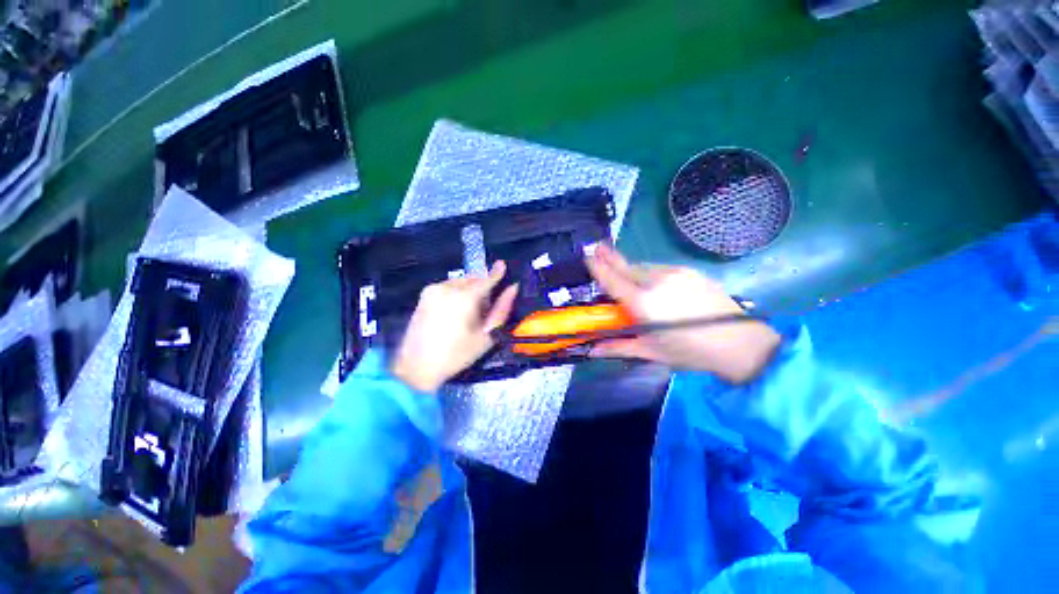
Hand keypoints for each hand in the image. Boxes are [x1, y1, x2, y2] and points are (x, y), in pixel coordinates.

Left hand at [391, 262, 518, 391]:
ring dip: (470, 289)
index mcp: (464, 298)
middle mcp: (448, 287)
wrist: (416, 367)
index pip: (486, 279)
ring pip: (461, 281)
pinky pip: (449, 286)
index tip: (503, 264)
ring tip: (469, 311)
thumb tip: (512, 288)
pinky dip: (457, 292)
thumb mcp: (486, 336)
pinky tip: (455, 311)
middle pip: (473, 279)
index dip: (497, 272)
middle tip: (485, 308)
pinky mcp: (424, 294)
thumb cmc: (456, 355)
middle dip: (483, 286)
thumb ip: (501, 310)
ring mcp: (433, 289)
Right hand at [586, 245, 780, 383]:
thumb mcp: (651, 352)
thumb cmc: (689, 351)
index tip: (587, 256)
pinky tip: (653, 284)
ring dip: (631, 270)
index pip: (613, 280)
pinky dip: (649, 273)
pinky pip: (660, 268)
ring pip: (643, 266)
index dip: (598, 267)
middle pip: (626, 267)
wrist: (739, 343)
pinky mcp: (688, 271)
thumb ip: (618, 347)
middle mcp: (656, 282)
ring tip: (629, 280)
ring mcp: (674, 273)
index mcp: (643, 303)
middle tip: (596, 249)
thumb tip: (592, 350)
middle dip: (610, 259)